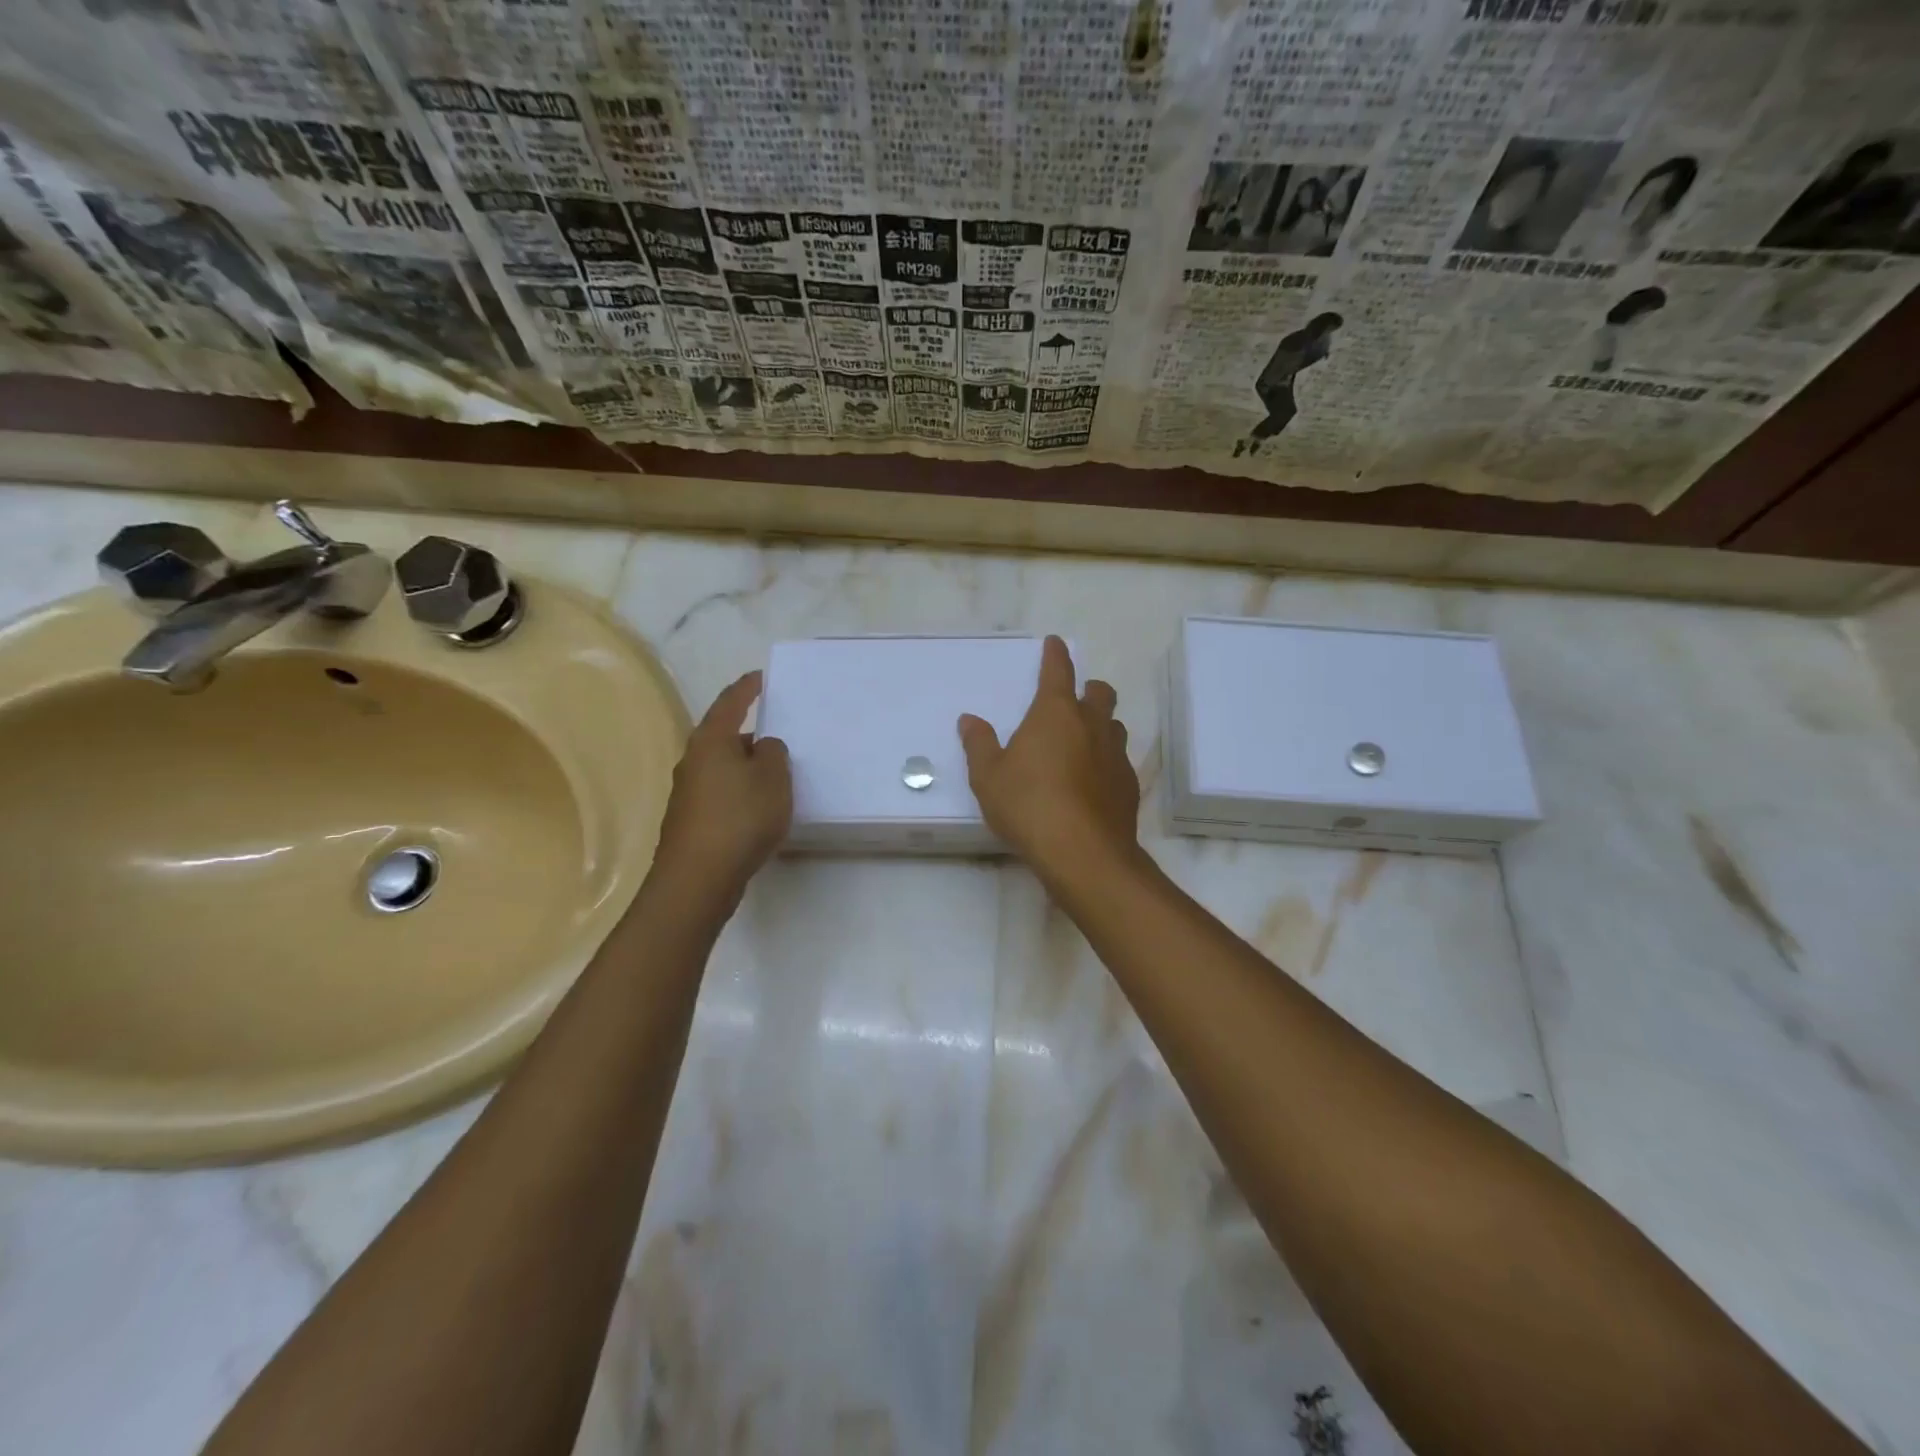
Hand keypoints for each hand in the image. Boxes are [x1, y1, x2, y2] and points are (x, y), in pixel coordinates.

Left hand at [653, 671, 791, 900]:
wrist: (698, 879)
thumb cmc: (740, 818)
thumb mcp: (773, 777)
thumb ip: (772, 753)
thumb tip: (761, 749)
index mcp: (711, 741)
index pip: (730, 703)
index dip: (746, 688)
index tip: (759, 678)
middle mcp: (692, 762)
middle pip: (723, 738)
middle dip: (749, 736)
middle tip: (777, 739)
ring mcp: (687, 794)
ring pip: (722, 769)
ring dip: (744, 769)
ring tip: (773, 778)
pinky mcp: (690, 823)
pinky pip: (720, 796)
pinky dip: (739, 795)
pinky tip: (756, 812)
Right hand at [959, 635, 1138, 871]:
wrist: (1083, 852)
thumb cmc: (1028, 805)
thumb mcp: (988, 776)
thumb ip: (979, 744)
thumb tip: (970, 720)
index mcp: (1055, 713)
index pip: (1058, 671)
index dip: (1055, 654)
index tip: (1055, 643)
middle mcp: (1091, 725)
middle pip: (1099, 693)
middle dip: (1088, 689)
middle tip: (1073, 699)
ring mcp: (1115, 755)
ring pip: (1113, 726)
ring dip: (1100, 725)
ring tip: (1082, 741)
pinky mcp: (1128, 785)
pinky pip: (1119, 760)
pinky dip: (1106, 761)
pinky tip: (1092, 781)